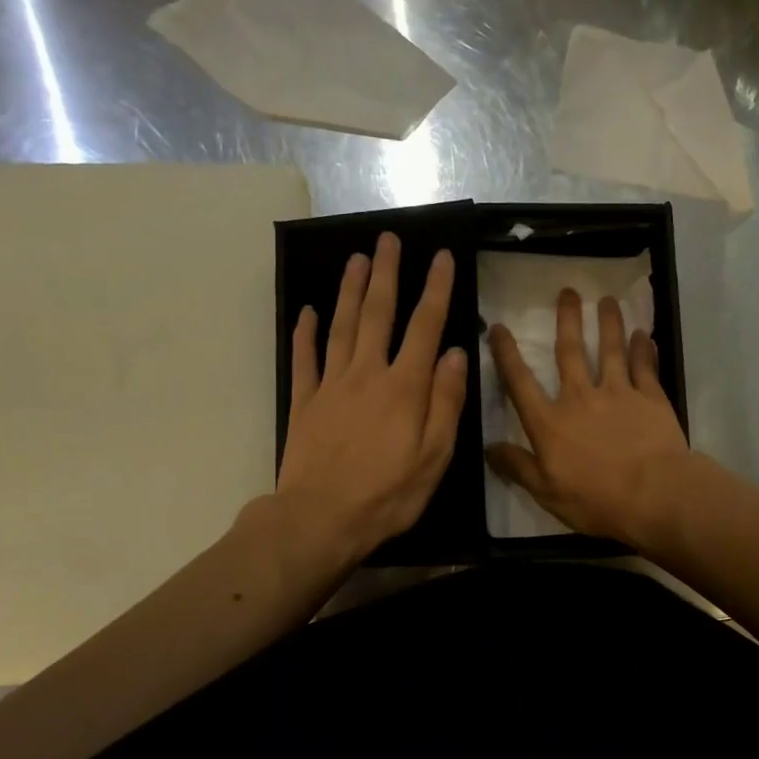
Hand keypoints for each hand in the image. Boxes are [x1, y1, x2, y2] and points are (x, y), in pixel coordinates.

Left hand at [279, 233, 468, 562]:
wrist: (320, 519)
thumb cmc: (388, 494)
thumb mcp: (434, 456)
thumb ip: (446, 402)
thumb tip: (453, 353)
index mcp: (404, 387)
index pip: (425, 327)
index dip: (435, 289)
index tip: (441, 256)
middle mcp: (367, 374)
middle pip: (377, 314)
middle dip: (385, 274)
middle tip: (387, 239)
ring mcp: (331, 385)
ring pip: (340, 327)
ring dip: (348, 290)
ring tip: (355, 259)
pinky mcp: (304, 402)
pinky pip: (304, 359)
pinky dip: (305, 332)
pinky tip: (307, 311)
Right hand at [486, 289, 692, 546]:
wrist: (654, 495)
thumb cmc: (595, 499)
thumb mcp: (546, 492)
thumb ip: (518, 466)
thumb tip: (488, 448)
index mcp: (549, 422)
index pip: (520, 383)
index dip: (507, 354)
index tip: (498, 327)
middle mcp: (580, 398)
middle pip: (569, 352)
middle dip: (566, 320)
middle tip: (567, 291)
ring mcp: (618, 393)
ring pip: (610, 349)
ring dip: (608, 323)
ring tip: (607, 300)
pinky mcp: (651, 398)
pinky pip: (645, 366)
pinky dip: (644, 349)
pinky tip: (645, 334)